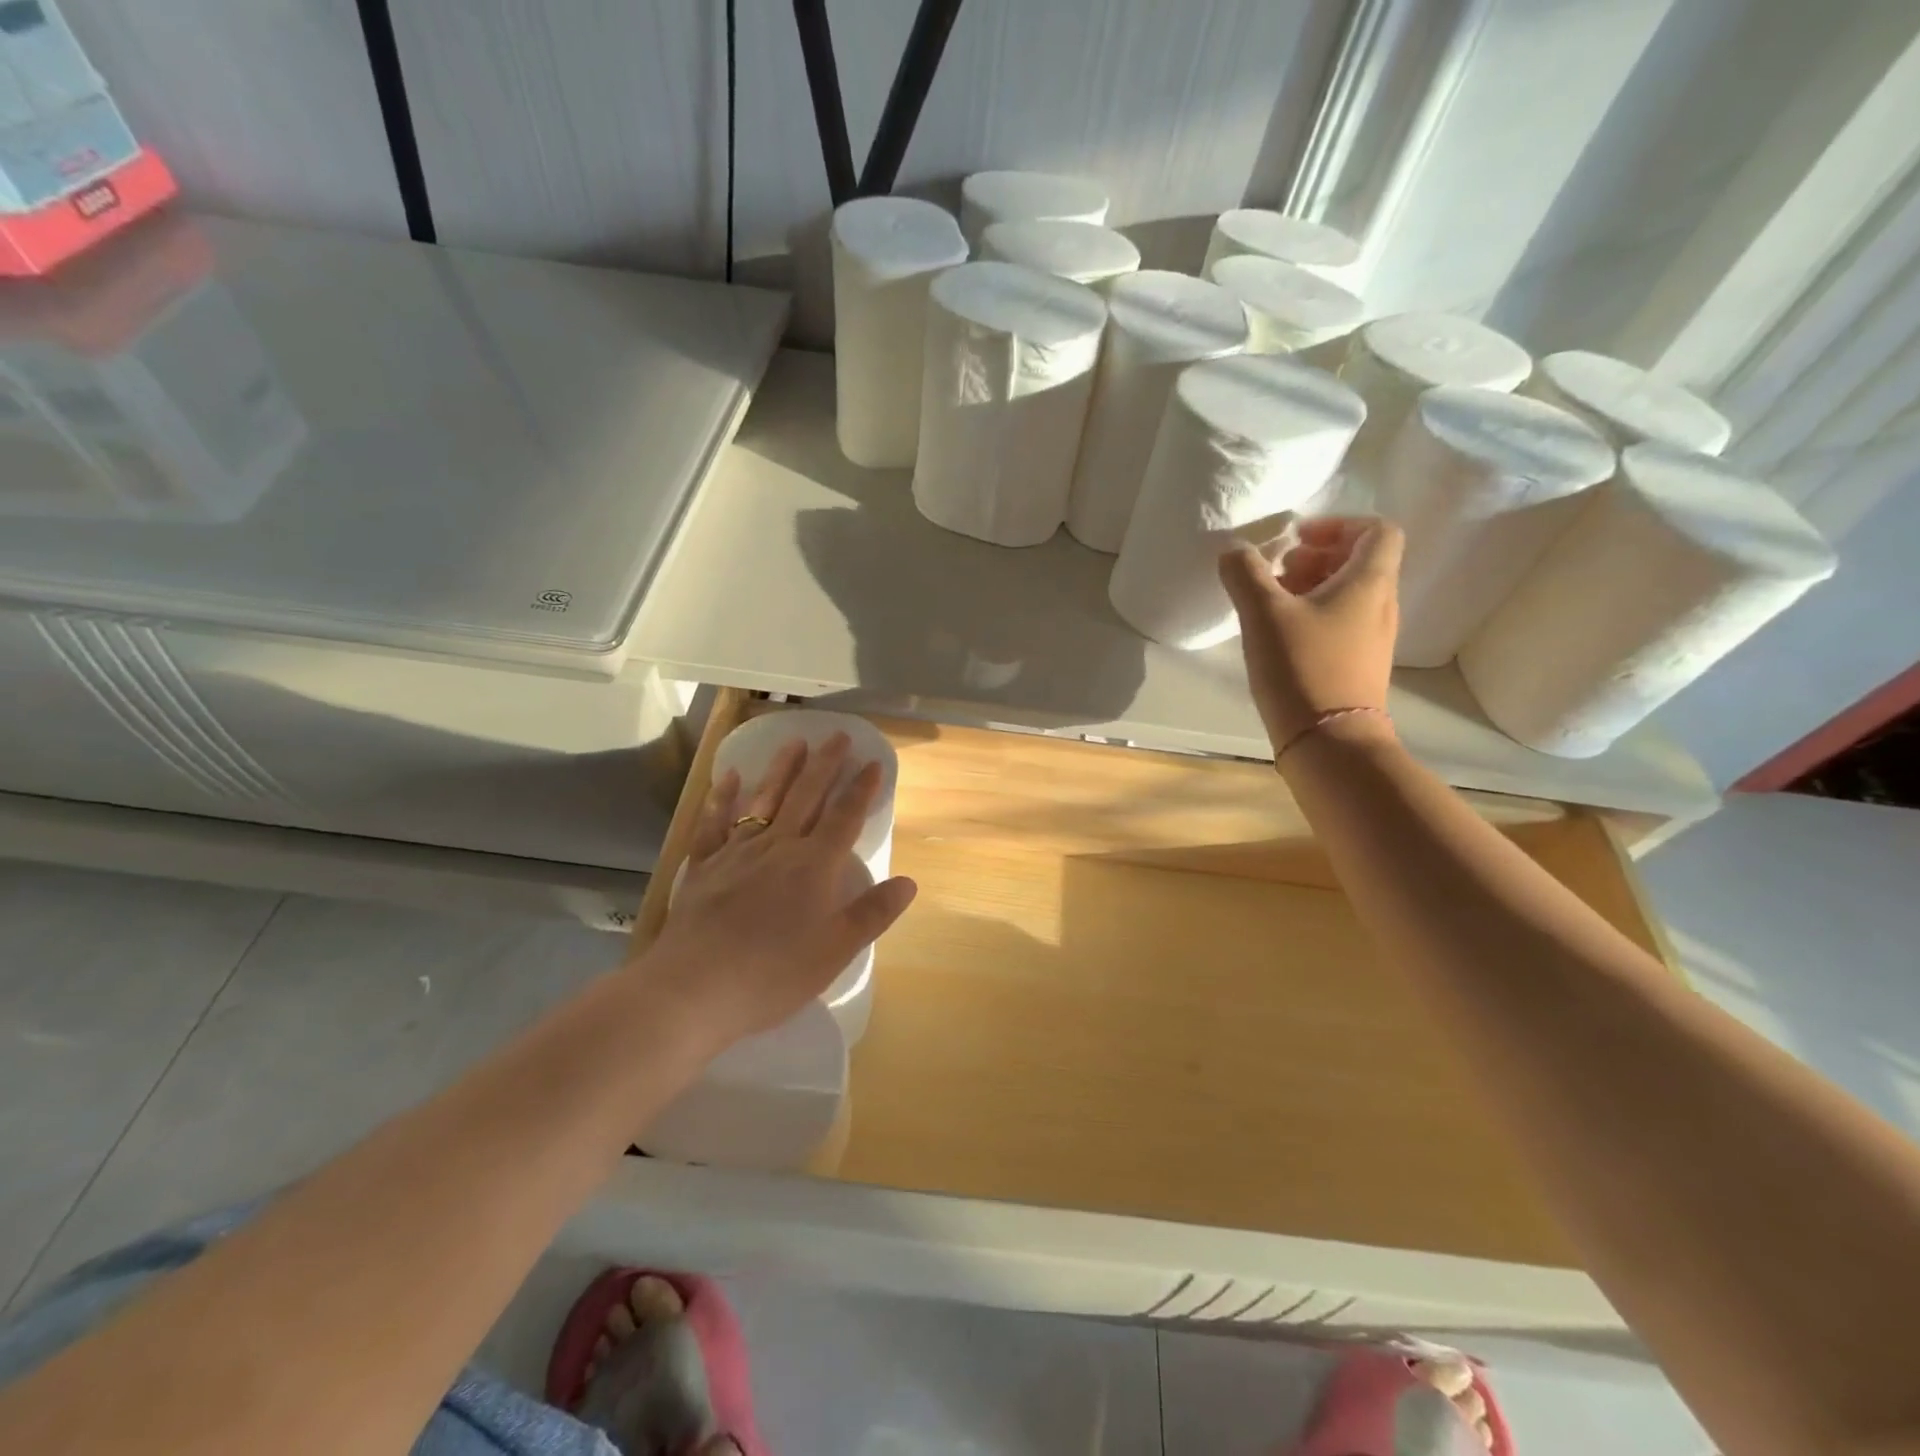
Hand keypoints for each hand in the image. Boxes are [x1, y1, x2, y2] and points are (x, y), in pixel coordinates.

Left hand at [630, 734, 917, 1051]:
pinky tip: (730, 776)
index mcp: (814, 866)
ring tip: (795, 742)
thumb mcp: (835, 950)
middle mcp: (778, 847)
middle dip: (825, 764)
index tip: (872, 762)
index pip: (844, 817)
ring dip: (782, 770)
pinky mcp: (704, 866)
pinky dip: (723, 797)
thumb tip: (909, 882)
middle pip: (806, 796)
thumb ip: (873, 913)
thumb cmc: (773, 973)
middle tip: (837, 736)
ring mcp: (737, 853)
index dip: (861, 789)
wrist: (695, 987)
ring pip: (764, 800)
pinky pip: (715, 822)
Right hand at [1218, 516, 1403, 751]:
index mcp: (1369, 583)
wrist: (1329, 741)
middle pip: (1359, 561)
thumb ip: (1245, 574)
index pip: (1377, 531)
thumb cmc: (1302, 667)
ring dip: (1310, 587)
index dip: (1339, 525)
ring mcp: (1373, 637)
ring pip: (1347, 594)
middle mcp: (1381, 604)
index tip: (1298, 539)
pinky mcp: (1358, 664)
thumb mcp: (1264, 614)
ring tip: (1270, 604)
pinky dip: (1312, 615)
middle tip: (1276, 572)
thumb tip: (1235, 550)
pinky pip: (1341, 622)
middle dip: (1315, 557)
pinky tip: (1278, 635)